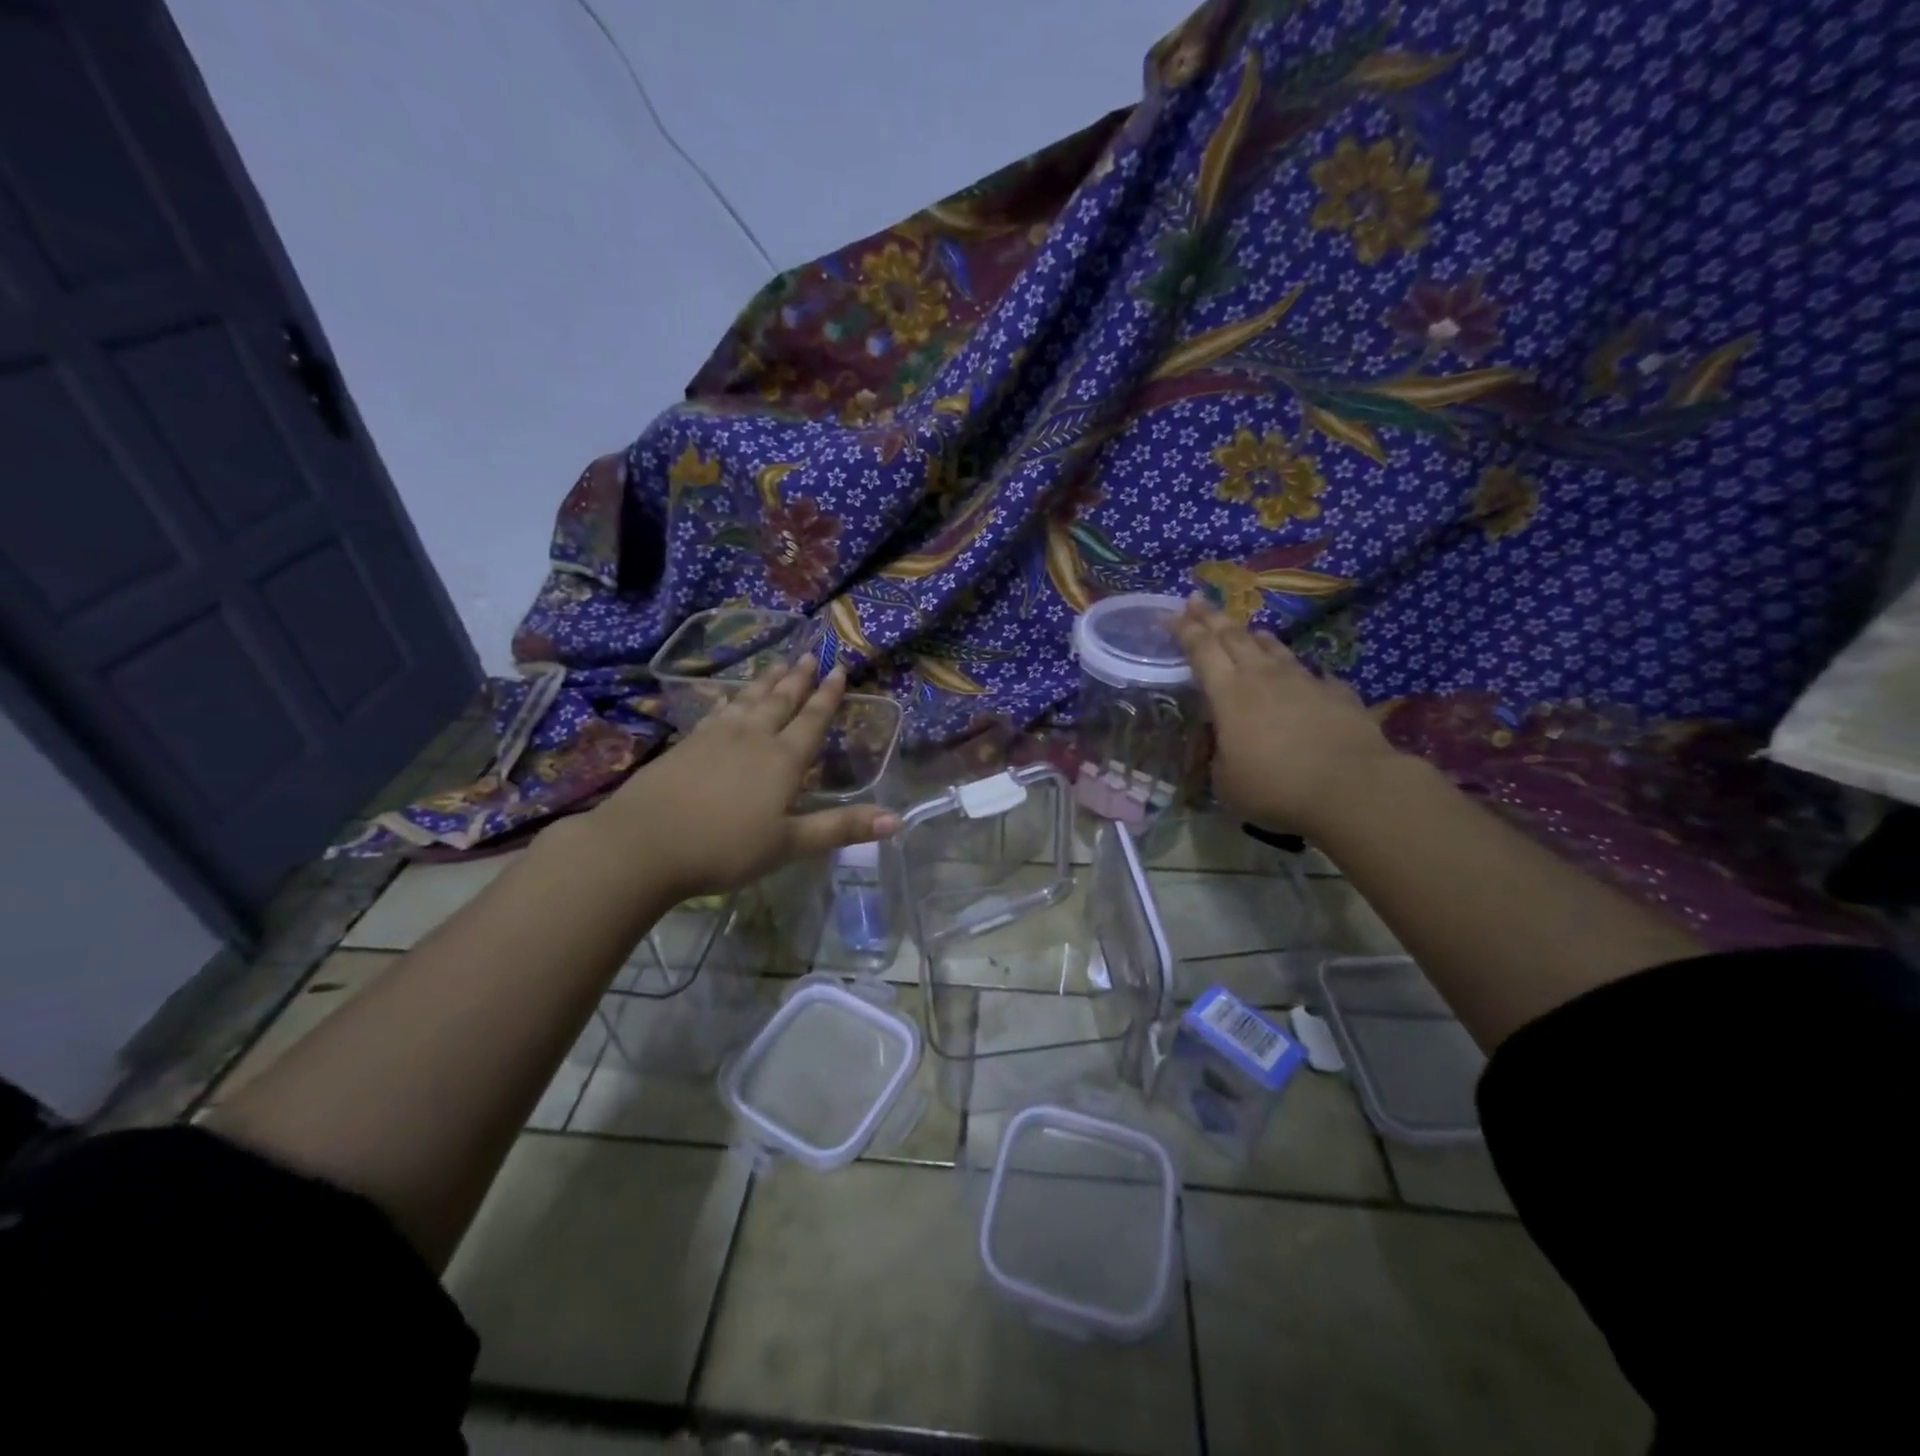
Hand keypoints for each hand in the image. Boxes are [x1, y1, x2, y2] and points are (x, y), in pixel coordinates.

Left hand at [588, 662, 899, 900]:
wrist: (644, 844)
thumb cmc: (725, 848)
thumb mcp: (789, 844)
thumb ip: (841, 828)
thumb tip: (898, 821)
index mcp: (783, 760)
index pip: (812, 720)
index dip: (828, 695)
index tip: (839, 667)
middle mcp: (753, 738)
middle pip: (781, 701)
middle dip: (799, 678)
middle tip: (811, 654)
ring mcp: (716, 737)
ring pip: (749, 700)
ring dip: (766, 681)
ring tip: (778, 663)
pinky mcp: (687, 743)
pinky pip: (718, 711)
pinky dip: (731, 699)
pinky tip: (730, 696)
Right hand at [1172, 596, 1399, 836]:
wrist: (1352, 786)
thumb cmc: (1275, 786)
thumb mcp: (1226, 781)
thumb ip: (1219, 756)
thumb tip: (1224, 745)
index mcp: (1228, 694)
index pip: (1201, 650)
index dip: (1184, 630)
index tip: (1171, 612)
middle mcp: (1263, 677)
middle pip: (1233, 637)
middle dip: (1212, 617)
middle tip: (1197, 600)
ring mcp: (1303, 681)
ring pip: (1274, 649)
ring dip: (1256, 637)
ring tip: (1249, 629)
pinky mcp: (1337, 693)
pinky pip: (1314, 675)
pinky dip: (1301, 672)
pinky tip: (1307, 676)